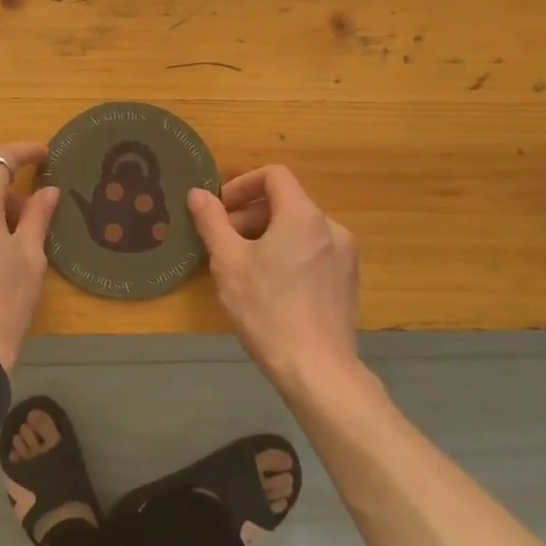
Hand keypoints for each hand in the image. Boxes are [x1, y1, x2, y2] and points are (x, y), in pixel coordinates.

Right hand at [188, 166, 360, 389]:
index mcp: (303, 215)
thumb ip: (212, 221)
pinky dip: (289, 254)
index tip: (221, 209)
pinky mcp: (347, 281)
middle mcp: (330, 227)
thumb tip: (198, 193)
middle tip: (224, 241)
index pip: (274, 175)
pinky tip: (270, 287)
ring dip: (268, 235)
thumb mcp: (228, 262)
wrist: (317, 370)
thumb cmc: (267, 309)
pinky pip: (313, 252)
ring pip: (299, 229)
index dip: (242, 184)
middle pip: (286, 202)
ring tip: (243, 266)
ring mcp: (344, 256)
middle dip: (250, 214)